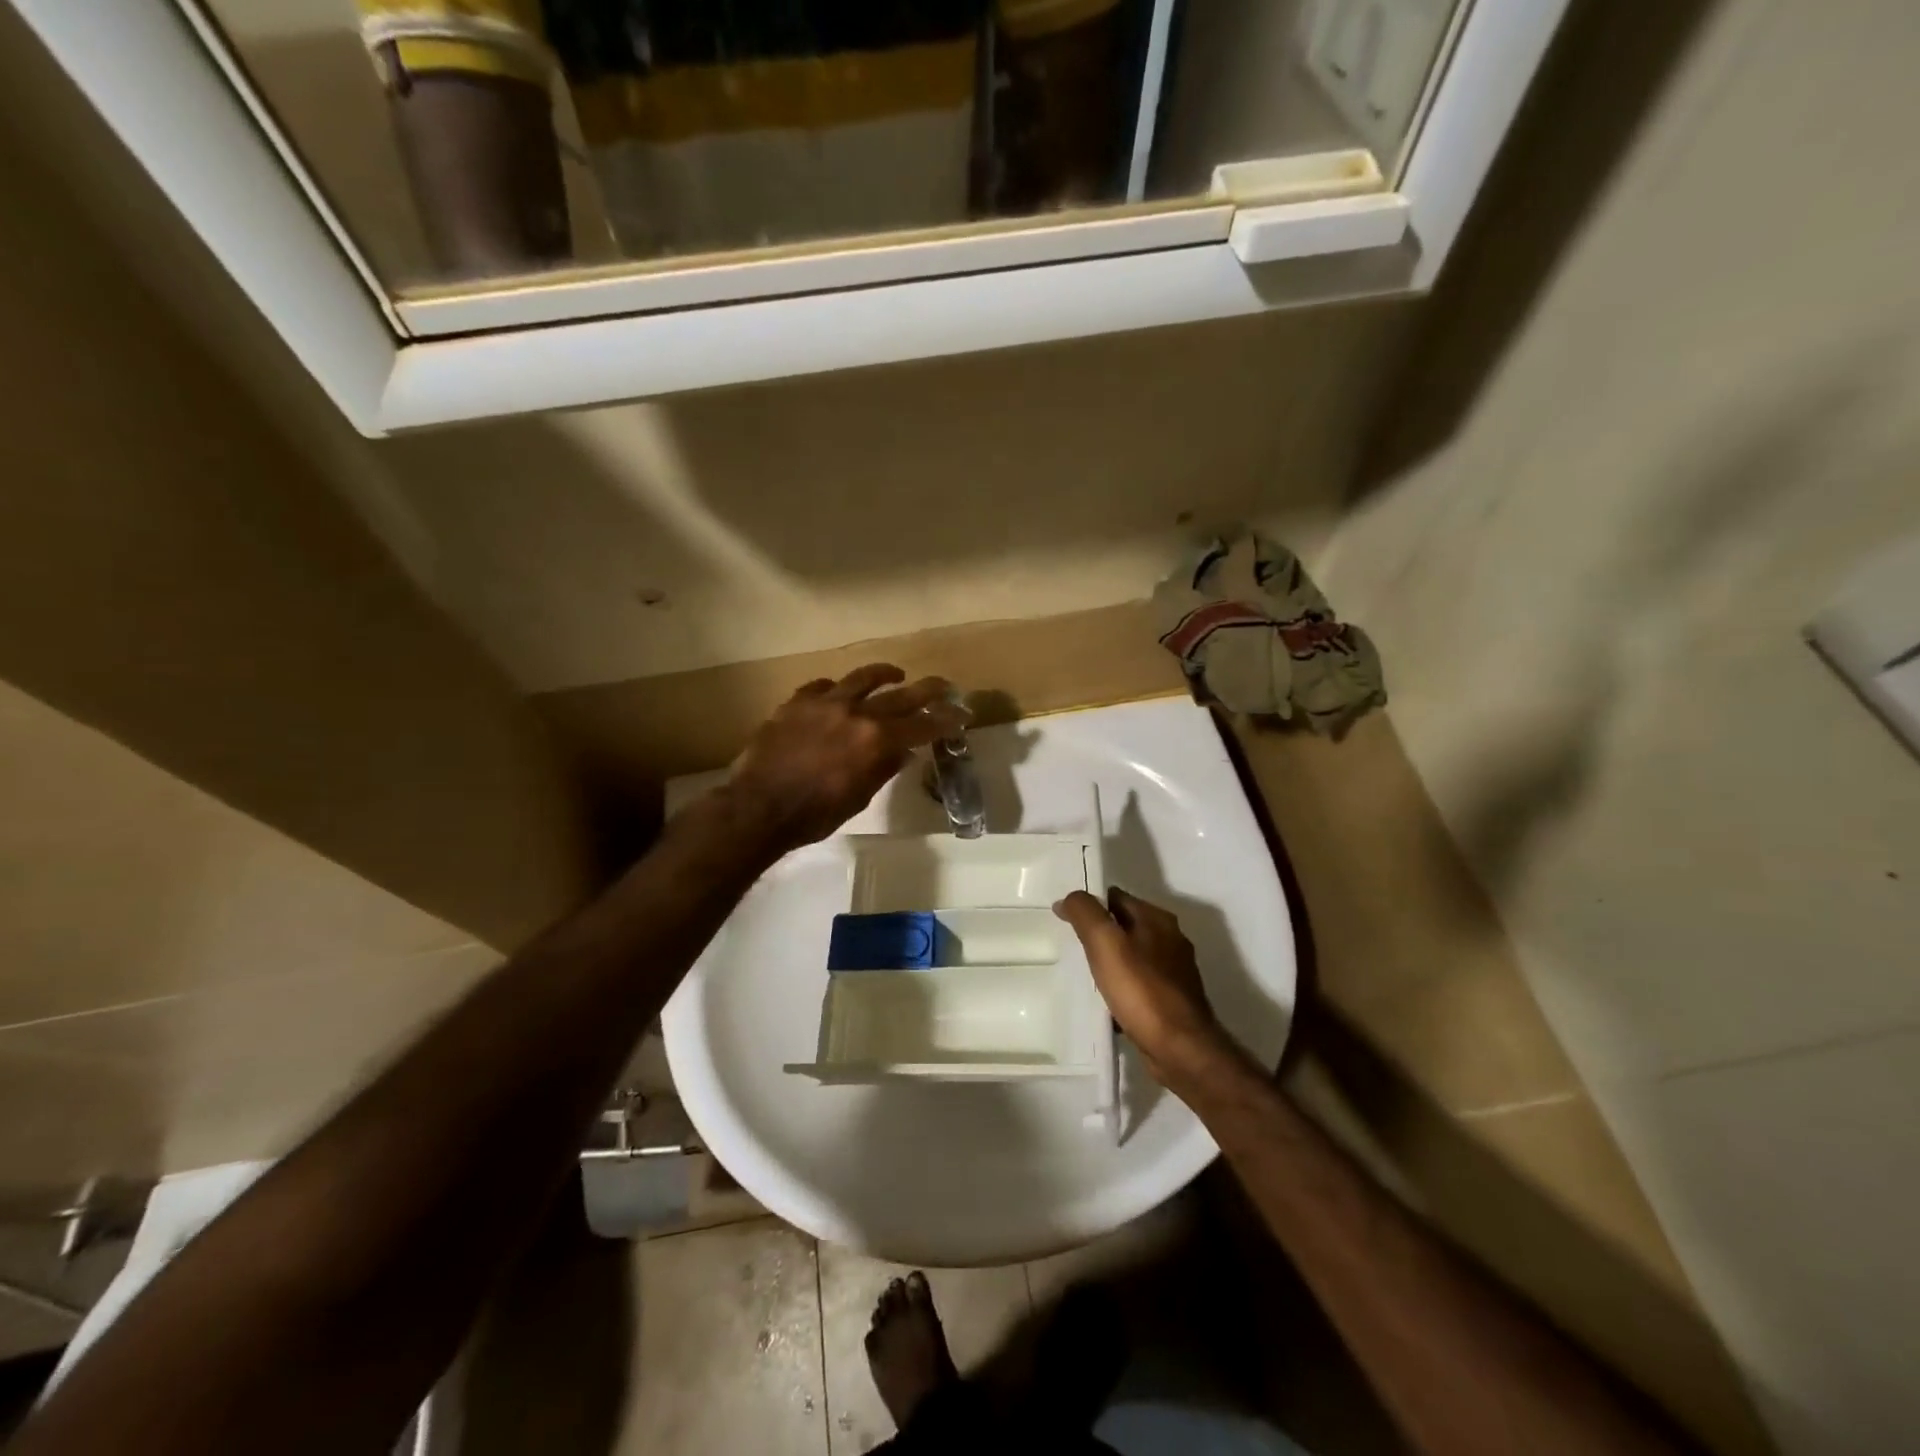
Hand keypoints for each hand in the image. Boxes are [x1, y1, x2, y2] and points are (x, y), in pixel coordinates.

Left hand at [722, 665, 966, 854]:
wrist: (758, 806)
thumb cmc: (814, 814)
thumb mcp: (858, 797)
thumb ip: (882, 769)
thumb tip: (903, 751)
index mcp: (876, 740)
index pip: (921, 726)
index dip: (945, 720)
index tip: (962, 714)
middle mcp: (856, 713)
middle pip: (901, 695)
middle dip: (928, 690)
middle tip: (944, 684)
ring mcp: (824, 703)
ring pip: (861, 678)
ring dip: (884, 674)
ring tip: (895, 673)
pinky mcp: (796, 702)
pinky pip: (821, 686)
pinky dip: (836, 688)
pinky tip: (837, 691)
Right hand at [1054, 888, 1236, 1087]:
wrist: (1181, 1050)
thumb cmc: (1142, 990)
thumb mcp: (1105, 943)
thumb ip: (1085, 913)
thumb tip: (1069, 898)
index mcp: (1157, 919)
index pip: (1115, 897)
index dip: (1089, 905)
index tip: (1066, 920)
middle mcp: (1170, 939)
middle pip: (1125, 926)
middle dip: (1099, 934)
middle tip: (1072, 947)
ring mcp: (1174, 971)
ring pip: (1132, 956)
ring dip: (1110, 962)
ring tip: (1085, 976)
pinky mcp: (1172, 1000)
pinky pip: (1139, 984)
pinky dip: (1122, 987)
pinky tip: (1107, 1002)